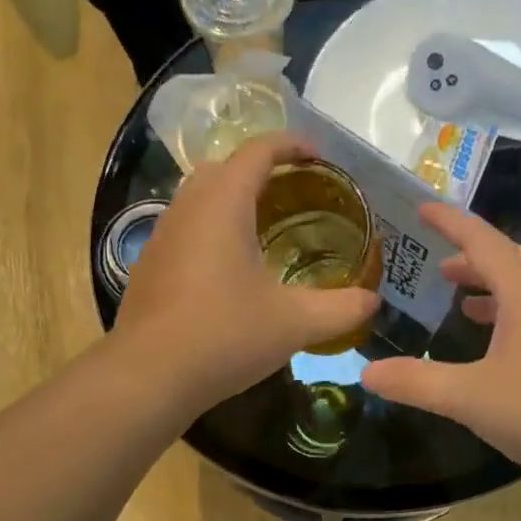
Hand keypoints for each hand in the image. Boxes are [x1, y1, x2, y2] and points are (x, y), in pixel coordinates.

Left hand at [114, 134, 378, 416]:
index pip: (257, 151)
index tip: (317, 156)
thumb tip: (372, 302)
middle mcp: (187, 208)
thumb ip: (340, 308)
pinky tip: (227, 269)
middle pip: (222, 167)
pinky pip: (183, 228)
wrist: (148, 376)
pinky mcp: (148, 266)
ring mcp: (161, 236)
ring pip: (197, 197)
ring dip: (229, 199)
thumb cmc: (225, 336)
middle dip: (258, 169)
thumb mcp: (294, 323)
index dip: (290, 145)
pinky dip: (209, 229)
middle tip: (292, 192)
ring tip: (262, 227)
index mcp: (223, 204)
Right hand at [361, 203, 520, 488]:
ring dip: (490, 297)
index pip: (482, 241)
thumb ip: (417, 383)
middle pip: (506, 269)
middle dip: (469, 265)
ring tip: (461, 307)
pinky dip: (508, 328)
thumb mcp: (471, 396)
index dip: (449, 222)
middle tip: (436, 269)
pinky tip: (496, 359)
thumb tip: (366, 372)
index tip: (421, 208)